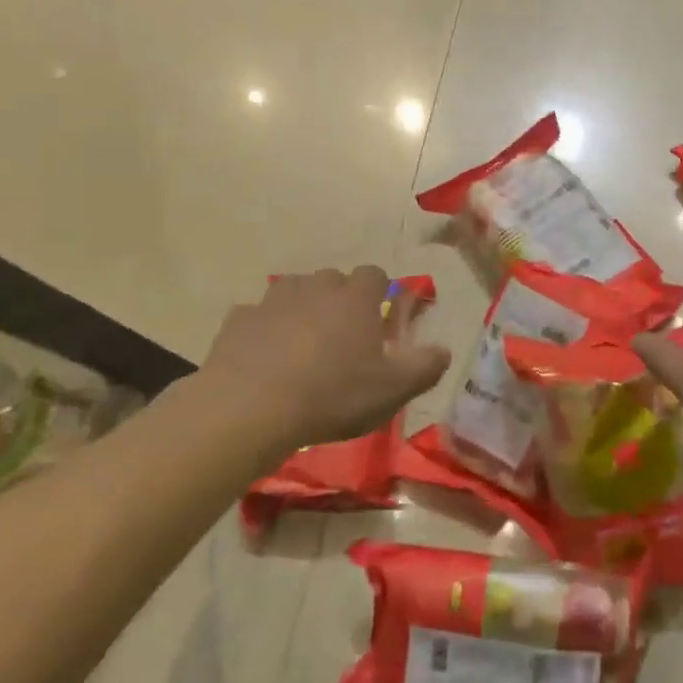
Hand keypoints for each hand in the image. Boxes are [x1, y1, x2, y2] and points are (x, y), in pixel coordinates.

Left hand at [196, 267, 450, 454]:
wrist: (250, 408)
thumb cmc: (332, 395)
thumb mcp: (392, 390)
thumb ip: (424, 367)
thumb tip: (444, 350)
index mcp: (355, 298)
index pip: (375, 275)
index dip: (379, 293)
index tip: (379, 321)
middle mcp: (316, 288)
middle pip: (332, 280)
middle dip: (339, 300)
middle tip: (341, 339)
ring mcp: (272, 301)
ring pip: (293, 292)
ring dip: (300, 310)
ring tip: (301, 346)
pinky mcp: (237, 321)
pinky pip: (256, 317)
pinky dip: (262, 331)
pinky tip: (263, 360)